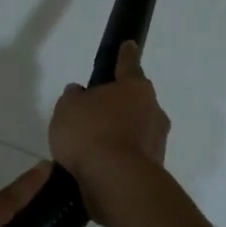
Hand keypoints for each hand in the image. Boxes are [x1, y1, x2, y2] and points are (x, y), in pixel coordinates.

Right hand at [49, 42, 170, 221]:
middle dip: (120, 104)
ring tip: (95, 146)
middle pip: (136, 101)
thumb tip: (80, 93)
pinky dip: (120, 158)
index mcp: (135, 88)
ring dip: (121, 134)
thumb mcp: (68, 108)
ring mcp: (157, 141)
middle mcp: (153, 111)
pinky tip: (101, 166)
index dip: (125, 55)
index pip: (128, 64)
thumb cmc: (91, 133)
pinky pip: (133, 155)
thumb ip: (73, 98)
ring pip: (137, 130)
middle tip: (98, 112)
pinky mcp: (154, 168)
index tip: (130, 44)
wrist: (116, 181)